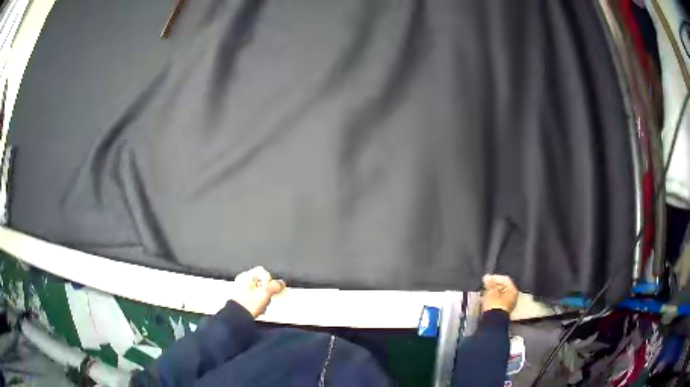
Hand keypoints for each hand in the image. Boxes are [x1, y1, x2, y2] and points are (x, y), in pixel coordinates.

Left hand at [230, 266, 285, 317]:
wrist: (238, 319)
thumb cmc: (247, 305)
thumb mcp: (265, 293)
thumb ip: (274, 285)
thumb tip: (281, 283)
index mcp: (245, 276)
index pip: (263, 271)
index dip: (270, 280)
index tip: (272, 289)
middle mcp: (241, 282)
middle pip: (262, 283)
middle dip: (267, 291)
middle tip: (267, 298)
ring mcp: (241, 291)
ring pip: (259, 292)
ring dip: (264, 299)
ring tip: (262, 306)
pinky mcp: (243, 301)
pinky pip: (256, 299)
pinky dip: (259, 303)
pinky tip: (259, 309)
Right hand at [481, 274, 517, 313]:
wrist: (493, 322)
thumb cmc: (494, 305)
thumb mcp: (491, 291)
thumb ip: (490, 283)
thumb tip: (487, 277)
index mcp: (513, 290)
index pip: (505, 279)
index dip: (495, 277)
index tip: (487, 278)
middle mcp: (513, 297)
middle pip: (503, 287)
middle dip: (494, 286)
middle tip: (485, 286)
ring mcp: (508, 305)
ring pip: (500, 296)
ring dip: (492, 294)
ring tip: (484, 294)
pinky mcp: (502, 312)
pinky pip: (498, 303)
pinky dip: (492, 301)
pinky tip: (486, 301)